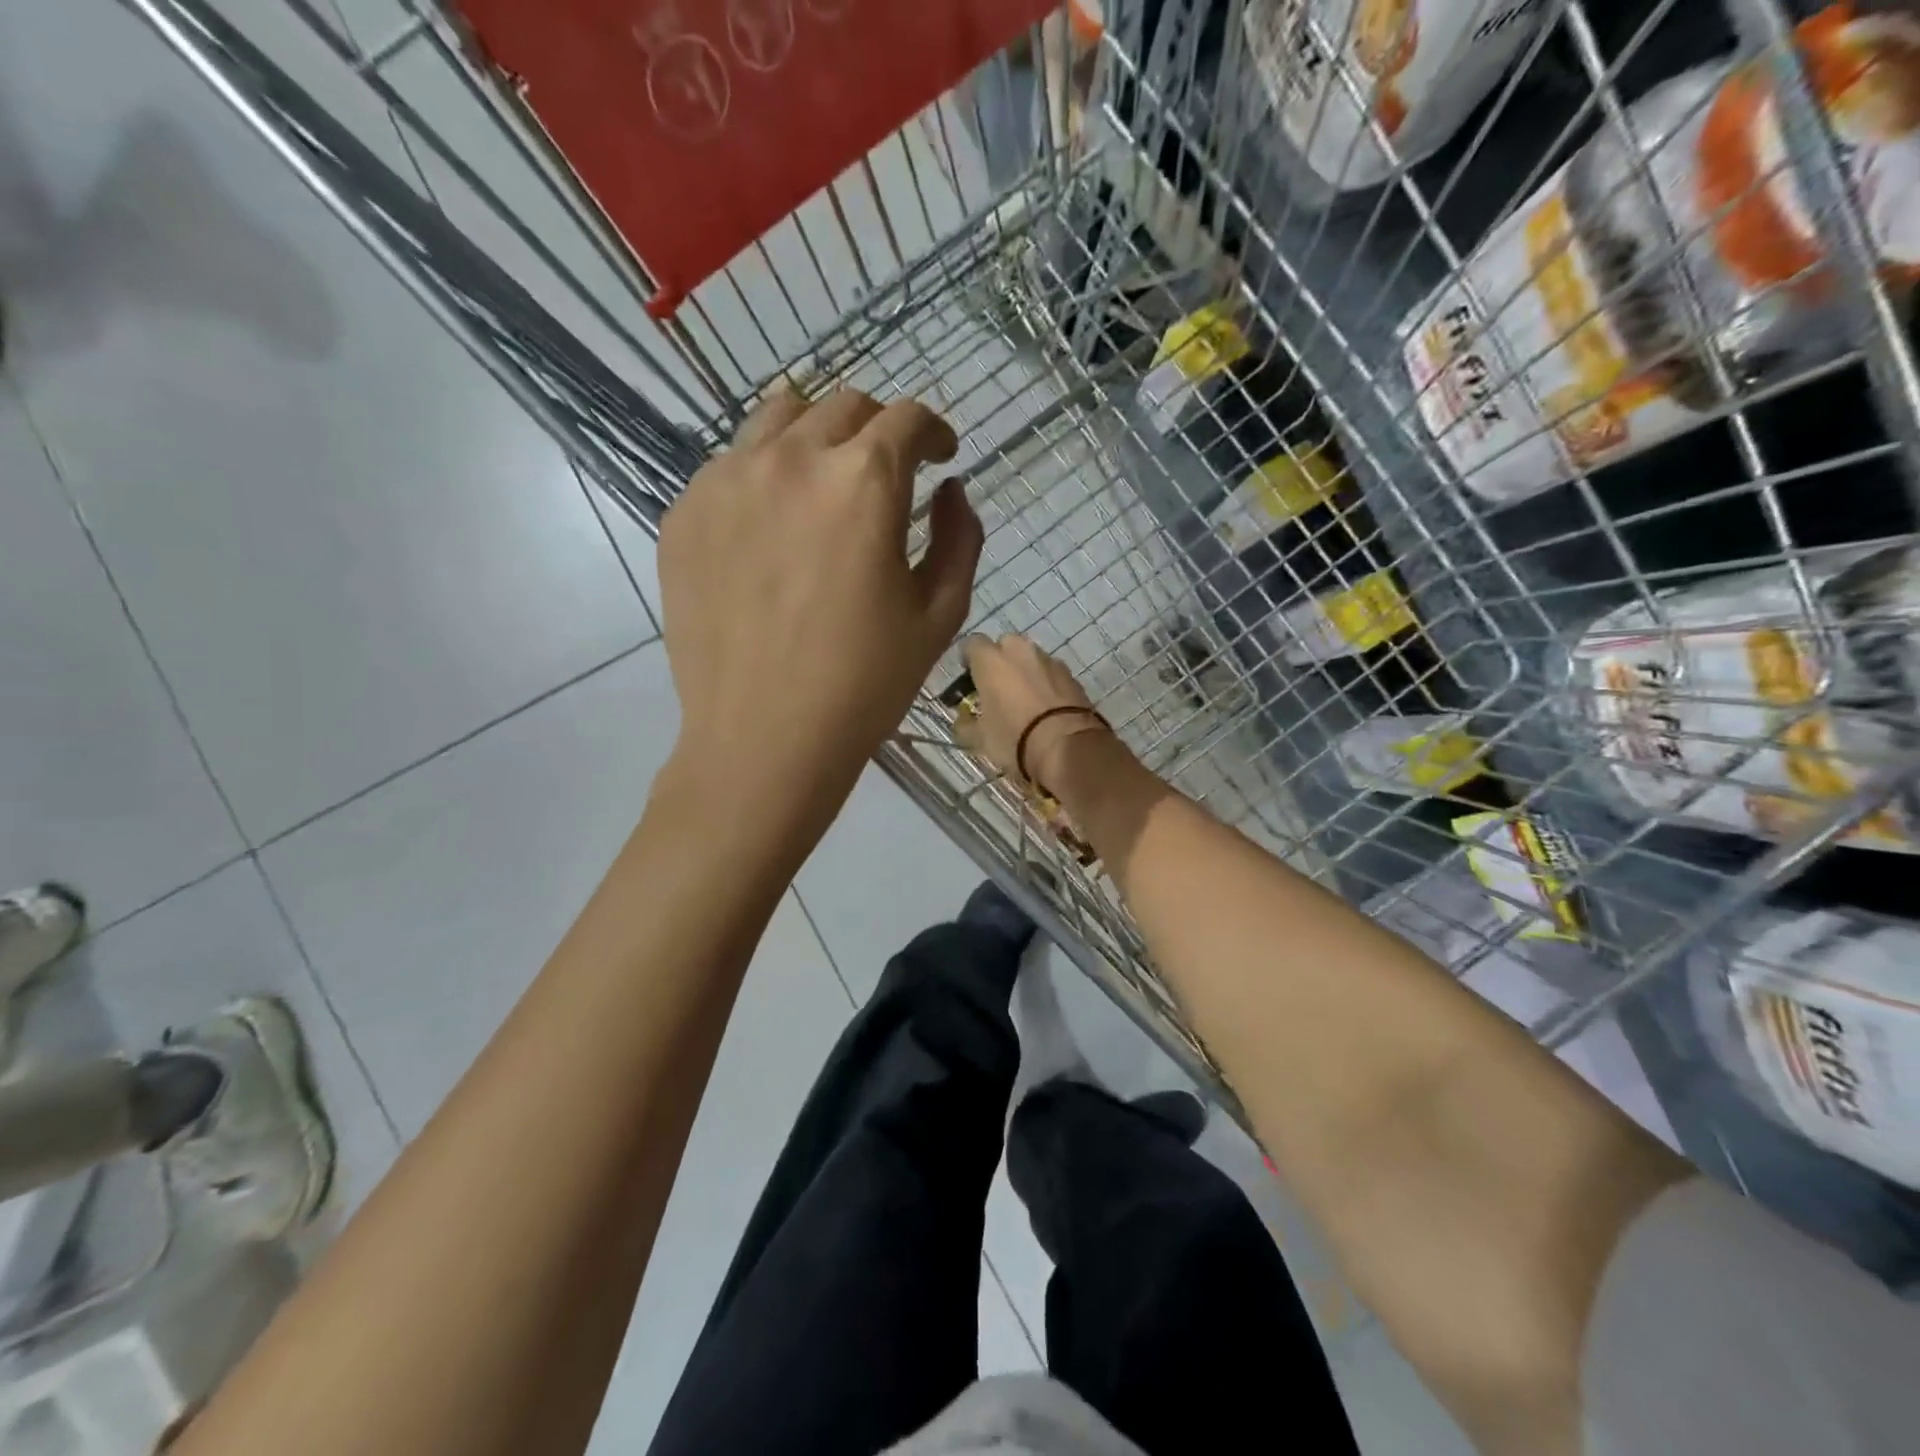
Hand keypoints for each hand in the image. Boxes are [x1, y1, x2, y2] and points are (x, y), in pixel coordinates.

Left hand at [656, 386, 982, 827]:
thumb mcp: (939, 615)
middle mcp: (790, 459)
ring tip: (826, 483)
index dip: (935, 431)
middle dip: (880, 430)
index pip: (907, 418)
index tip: (941, 456)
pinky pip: (731, 464)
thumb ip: (960, 538)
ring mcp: (726, 481)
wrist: (763, 739)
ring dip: (818, 435)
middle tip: (889, 473)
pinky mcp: (684, 513)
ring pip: (779, 417)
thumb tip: (951, 490)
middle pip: (844, 406)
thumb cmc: (865, 684)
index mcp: (863, 482)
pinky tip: (774, 527)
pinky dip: (765, 474)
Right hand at [958, 634, 1108, 791]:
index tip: (968, 681)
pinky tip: (1045, 709)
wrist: (1067, 745)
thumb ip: (965, 725)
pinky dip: (1046, 684)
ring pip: (1030, 659)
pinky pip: (1051, 674)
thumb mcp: (979, 738)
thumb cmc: (1014, 737)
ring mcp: (1049, 660)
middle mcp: (1019, 650)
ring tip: (1024, 701)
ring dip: (1024, 673)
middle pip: (1004, 646)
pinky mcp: (1072, 675)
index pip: (971, 644)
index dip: (968, 661)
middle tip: (997, 689)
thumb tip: (963, 721)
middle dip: (999, 663)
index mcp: (990, 659)